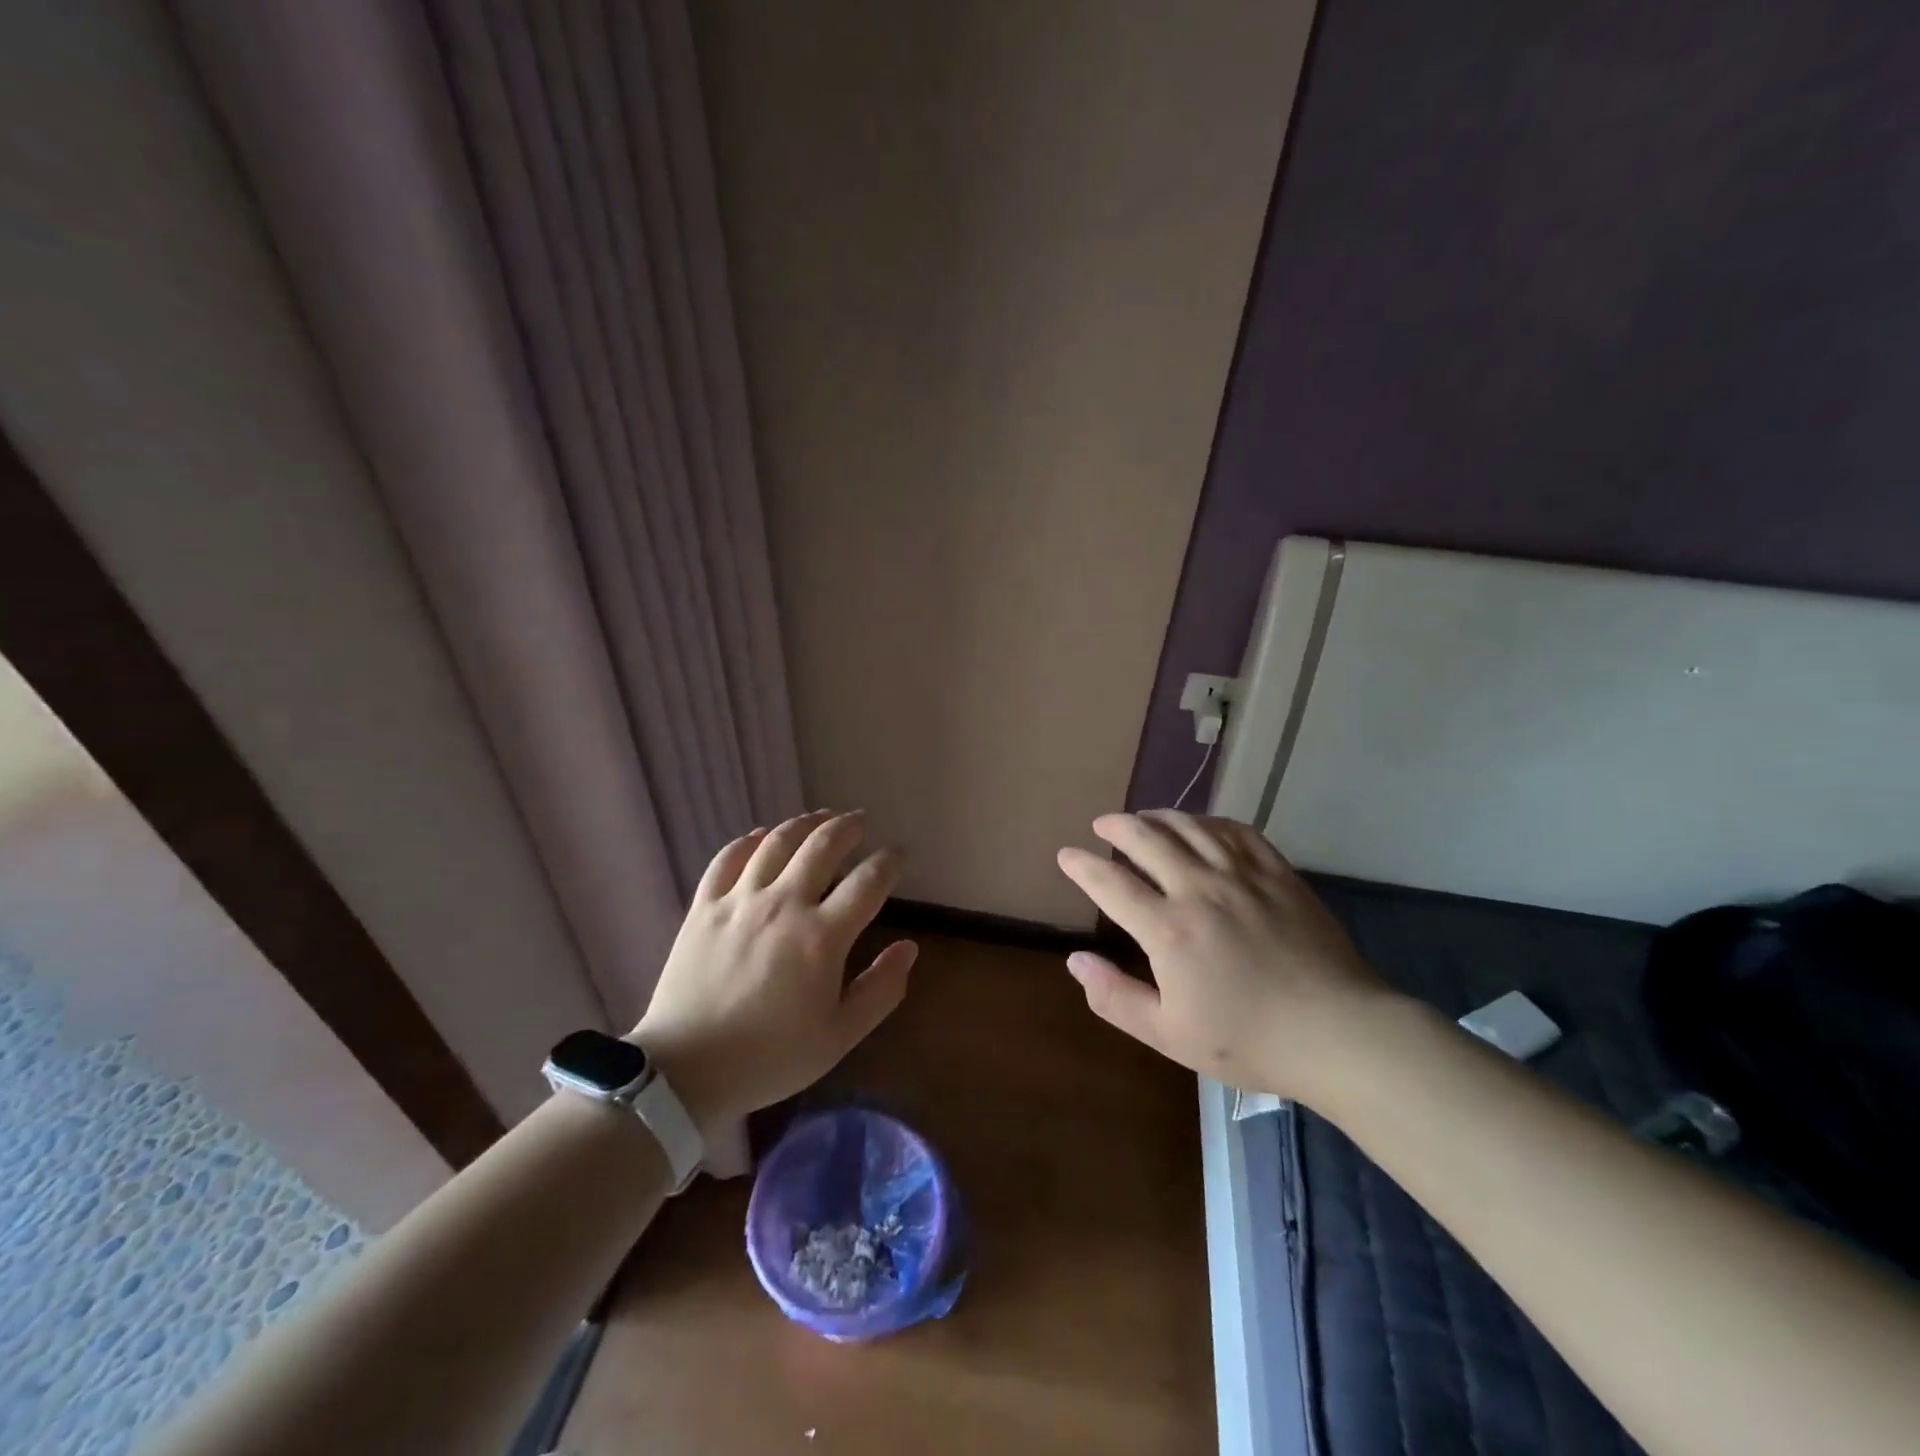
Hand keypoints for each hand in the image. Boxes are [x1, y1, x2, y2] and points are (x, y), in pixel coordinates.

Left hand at [631, 810, 915, 1135]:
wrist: (685, 1072)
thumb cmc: (770, 1058)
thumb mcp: (839, 1036)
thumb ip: (881, 989)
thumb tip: (909, 947)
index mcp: (822, 937)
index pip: (868, 881)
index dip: (889, 861)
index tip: (898, 854)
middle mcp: (784, 905)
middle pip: (823, 845)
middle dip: (848, 827)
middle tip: (860, 821)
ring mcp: (740, 901)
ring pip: (777, 842)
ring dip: (805, 823)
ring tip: (821, 818)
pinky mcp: (704, 907)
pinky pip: (728, 858)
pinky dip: (749, 840)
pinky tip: (762, 836)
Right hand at [1056, 811, 1393, 1101]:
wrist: (1338, 1034)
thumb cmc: (1249, 1041)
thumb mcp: (1169, 1035)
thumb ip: (1115, 997)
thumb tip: (1075, 960)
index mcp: (1168, 929)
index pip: (1111, 883)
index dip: (1082, 866)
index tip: (1066, 855)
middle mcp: (1199, 889)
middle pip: (1147, 838)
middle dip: (1117, 826)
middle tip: (1102, 824)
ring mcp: (1242, 876)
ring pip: (1190, 827)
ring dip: (1158, 816)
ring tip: (1143, 817)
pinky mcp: (1278, 873)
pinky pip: (1236, 831)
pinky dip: (1210, 821)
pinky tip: (1201, 825)